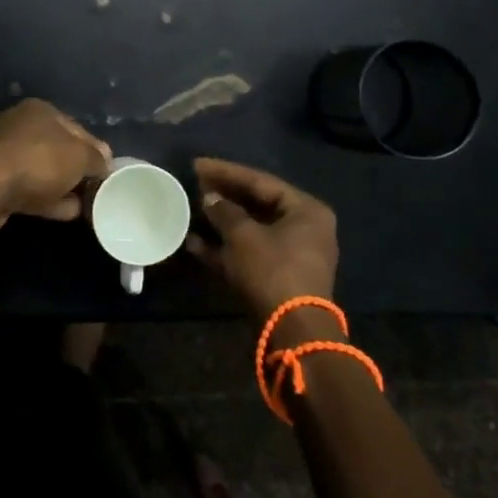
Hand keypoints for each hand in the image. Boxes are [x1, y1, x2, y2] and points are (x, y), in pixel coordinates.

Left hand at [0, 99, 110, 233]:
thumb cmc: (39, 161)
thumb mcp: (80, 156)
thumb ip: (96, 158)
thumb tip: (105, 160)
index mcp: (40, 110)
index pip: (76, 127)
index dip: (95, 149)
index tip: (107, 171)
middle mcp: (20, 125)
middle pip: (58, 149)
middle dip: (77, 170)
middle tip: (96, 190)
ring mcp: (4, 153)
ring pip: (43, 171)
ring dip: (63, 187)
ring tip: (85, 206)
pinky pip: (29, 188)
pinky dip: (47, 199)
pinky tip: (67, 213)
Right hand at [186, 158, 339, 317]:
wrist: (292, 332)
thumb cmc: (272, 270)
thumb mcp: (243, 235)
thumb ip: (224, 211)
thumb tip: (210, 198)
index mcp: (305, 210)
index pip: (260, 181)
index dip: (226, 172)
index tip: (197, 164)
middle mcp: (304, 228)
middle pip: (257, 204)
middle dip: (224, 197)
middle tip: (195, 185)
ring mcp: (292, 255)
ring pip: (251, 230)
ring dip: (221, 223)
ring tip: (192, 210)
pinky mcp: (278, 277)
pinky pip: (249, 253)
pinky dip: (225, 248)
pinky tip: (194, 244)